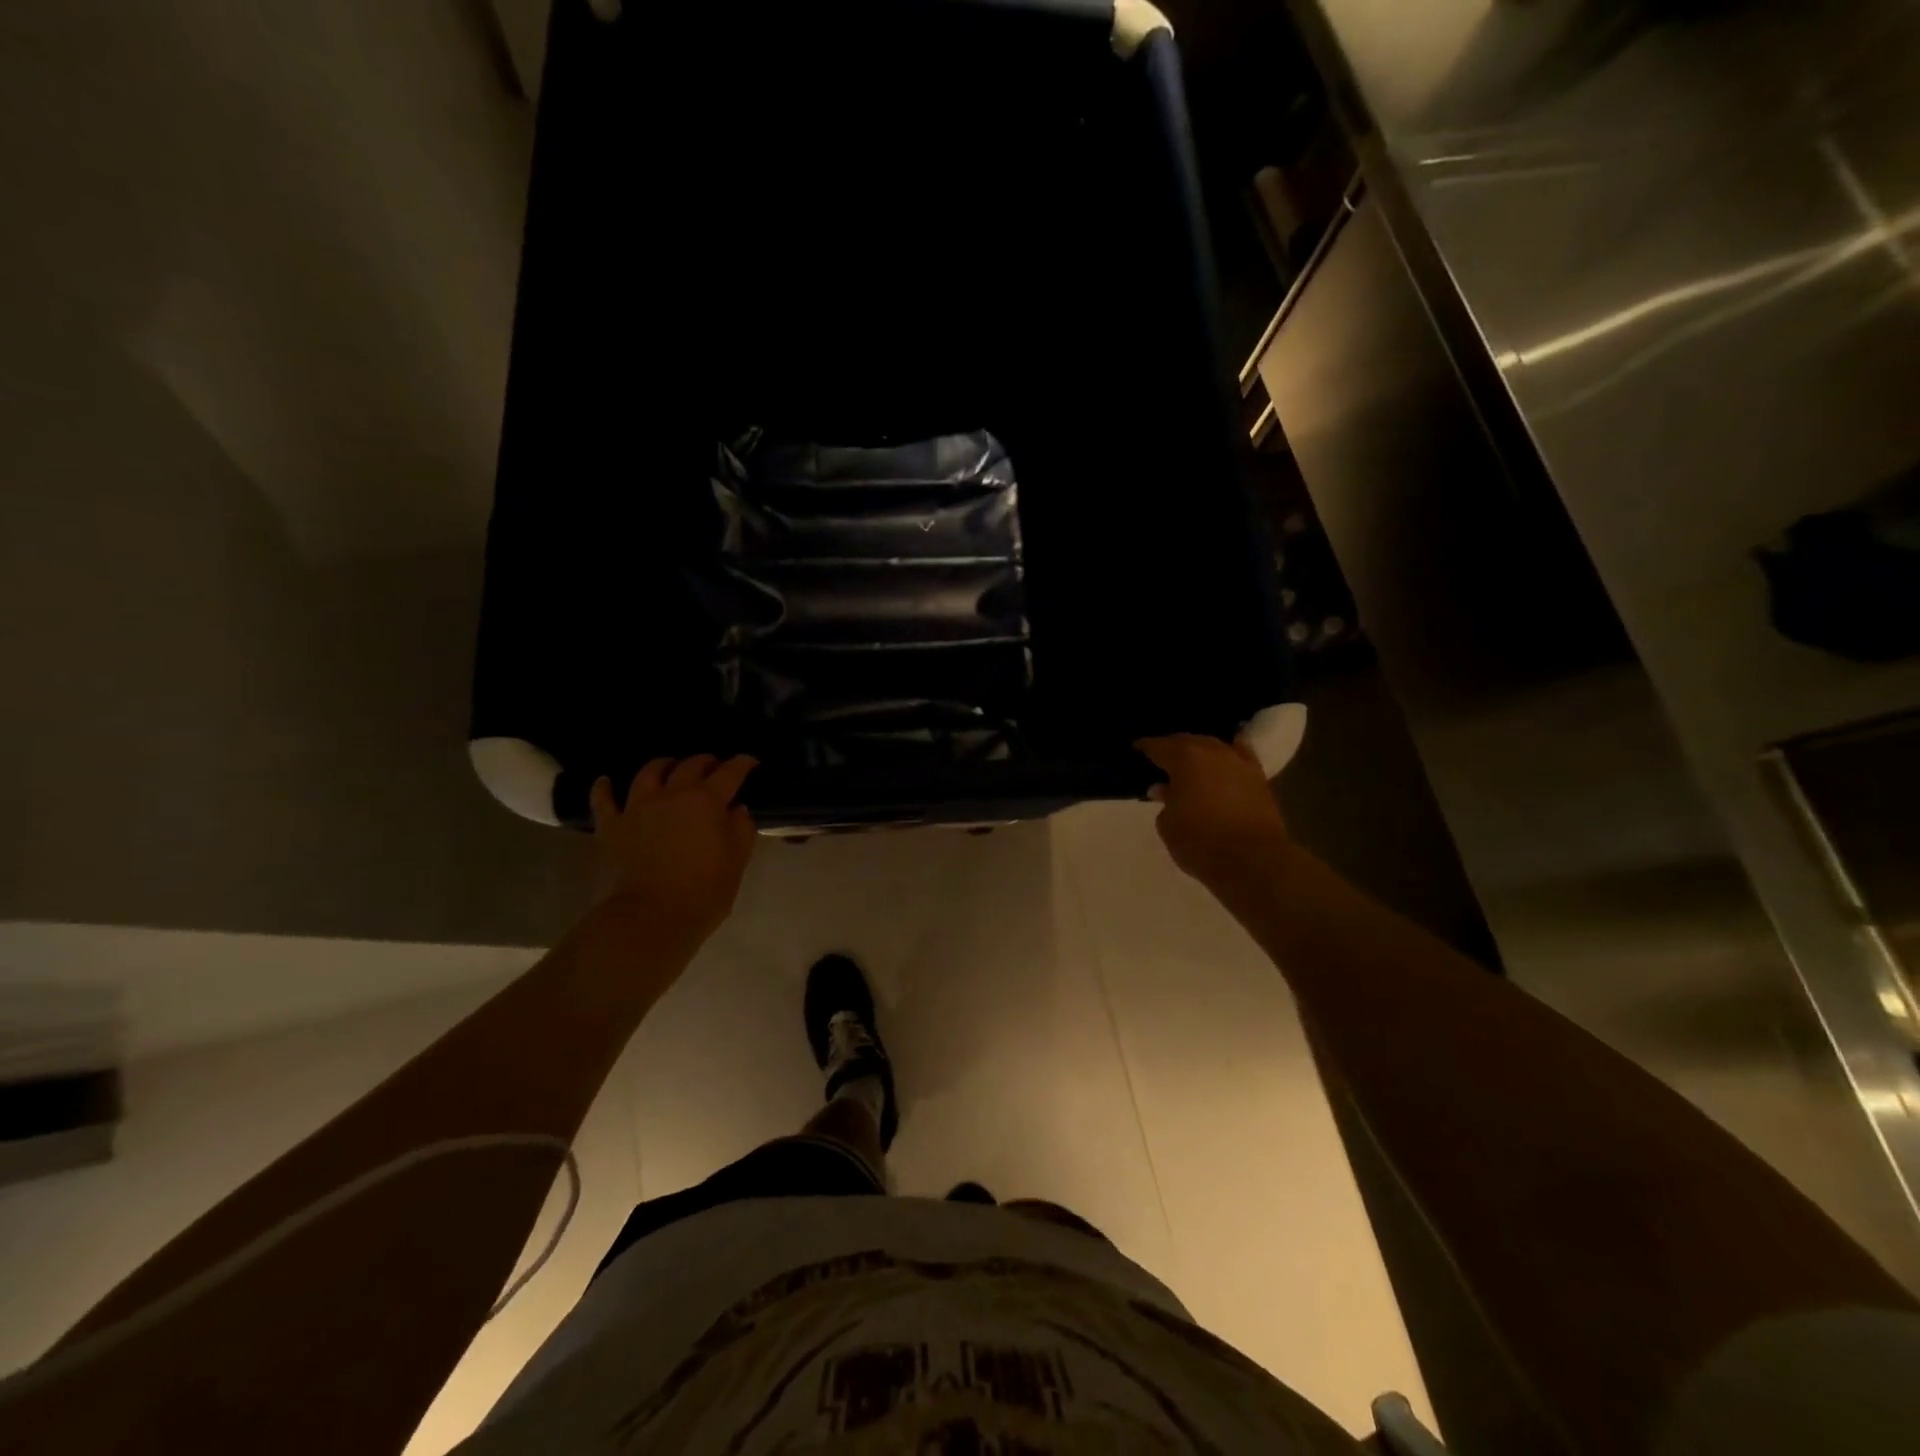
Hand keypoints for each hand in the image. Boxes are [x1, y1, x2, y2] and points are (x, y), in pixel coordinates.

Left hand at [589, 756, 757, 939]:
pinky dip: (604, 788)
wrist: (652, 916)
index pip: (730, 773)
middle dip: (706, 762)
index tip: (750, 762)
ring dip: (663, 765)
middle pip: (690, 766)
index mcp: (707, 801)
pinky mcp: (612, 826)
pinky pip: (603, 800)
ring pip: (649, 773)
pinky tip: (605, 782)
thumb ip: (741, 829)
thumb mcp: (737, 860)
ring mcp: (638, 807)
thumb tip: (737, 809)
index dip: (742, 764)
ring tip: (669, 766)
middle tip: (714, 766)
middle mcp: (672, 794)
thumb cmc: (704, 890)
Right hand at [1136, 734, 1290, 894]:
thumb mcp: (1168, 825)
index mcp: (1184, 758)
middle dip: (1173, 747)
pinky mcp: (1260, 778)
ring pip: (1214, 747)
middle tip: (1162, 758)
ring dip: (1200, 752)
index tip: (1136, 749)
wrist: (1253, 861)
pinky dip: (1229, 756)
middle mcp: (1213, 752)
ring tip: (1190, 763)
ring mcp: (1239, 762)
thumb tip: (1164, 789)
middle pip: (1187, 741)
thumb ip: (1164, 801)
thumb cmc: (1200, 843)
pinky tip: (1225, 759)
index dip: (1145, 747)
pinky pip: (1240, 757)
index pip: (1158, 746)